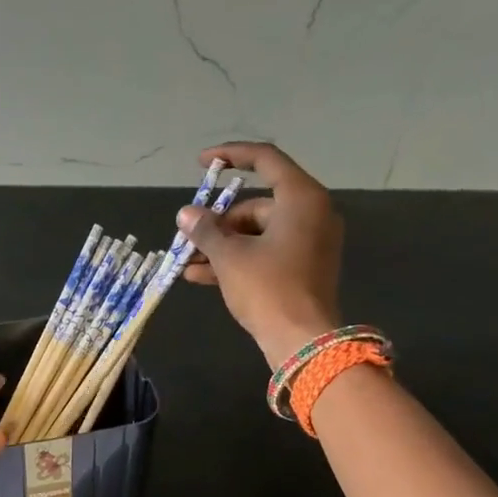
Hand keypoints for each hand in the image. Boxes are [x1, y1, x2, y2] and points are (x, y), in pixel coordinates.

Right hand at [178, 142, 344, 367]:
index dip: (231, 155)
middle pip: (257, 204)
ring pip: (258, 233)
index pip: (265, 160)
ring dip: (222, 246)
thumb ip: (206, 230)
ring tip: (187, 262)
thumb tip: (185, 214)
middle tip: (188, 238)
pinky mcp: (304, 269)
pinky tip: (201, 276)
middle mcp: (312, 214)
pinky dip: (238, 260)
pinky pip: (266, 253)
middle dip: (219, 222)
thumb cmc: (268, 289)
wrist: (302, 341)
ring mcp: (310, 243)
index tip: (203, 162)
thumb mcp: (230, 257)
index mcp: (301, 198)